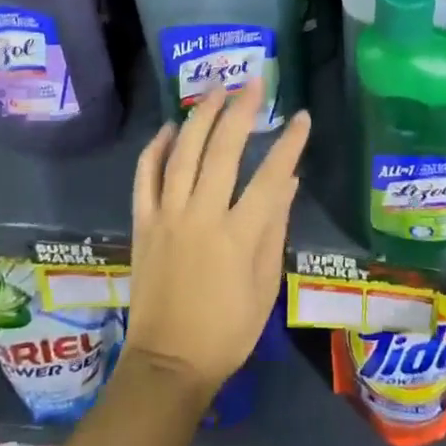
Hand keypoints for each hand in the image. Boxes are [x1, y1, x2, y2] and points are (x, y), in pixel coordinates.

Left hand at [125, 78, 308, 399]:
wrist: (168, 364)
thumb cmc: (227, 330)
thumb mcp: (265, 284)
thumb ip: (275, 227)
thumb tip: (287, 179)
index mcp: (238, 236)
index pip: (270, 175)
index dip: (289, 142)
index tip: (302, 116)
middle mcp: (201, 216)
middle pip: (222, 150)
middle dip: (241, 110)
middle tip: (254, 82)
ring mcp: (167, 216)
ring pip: (182, 152)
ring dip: (200, 116)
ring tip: (216, 89)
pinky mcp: (142, 223)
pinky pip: (145, 176)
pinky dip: (155, 147)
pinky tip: (169, 126)